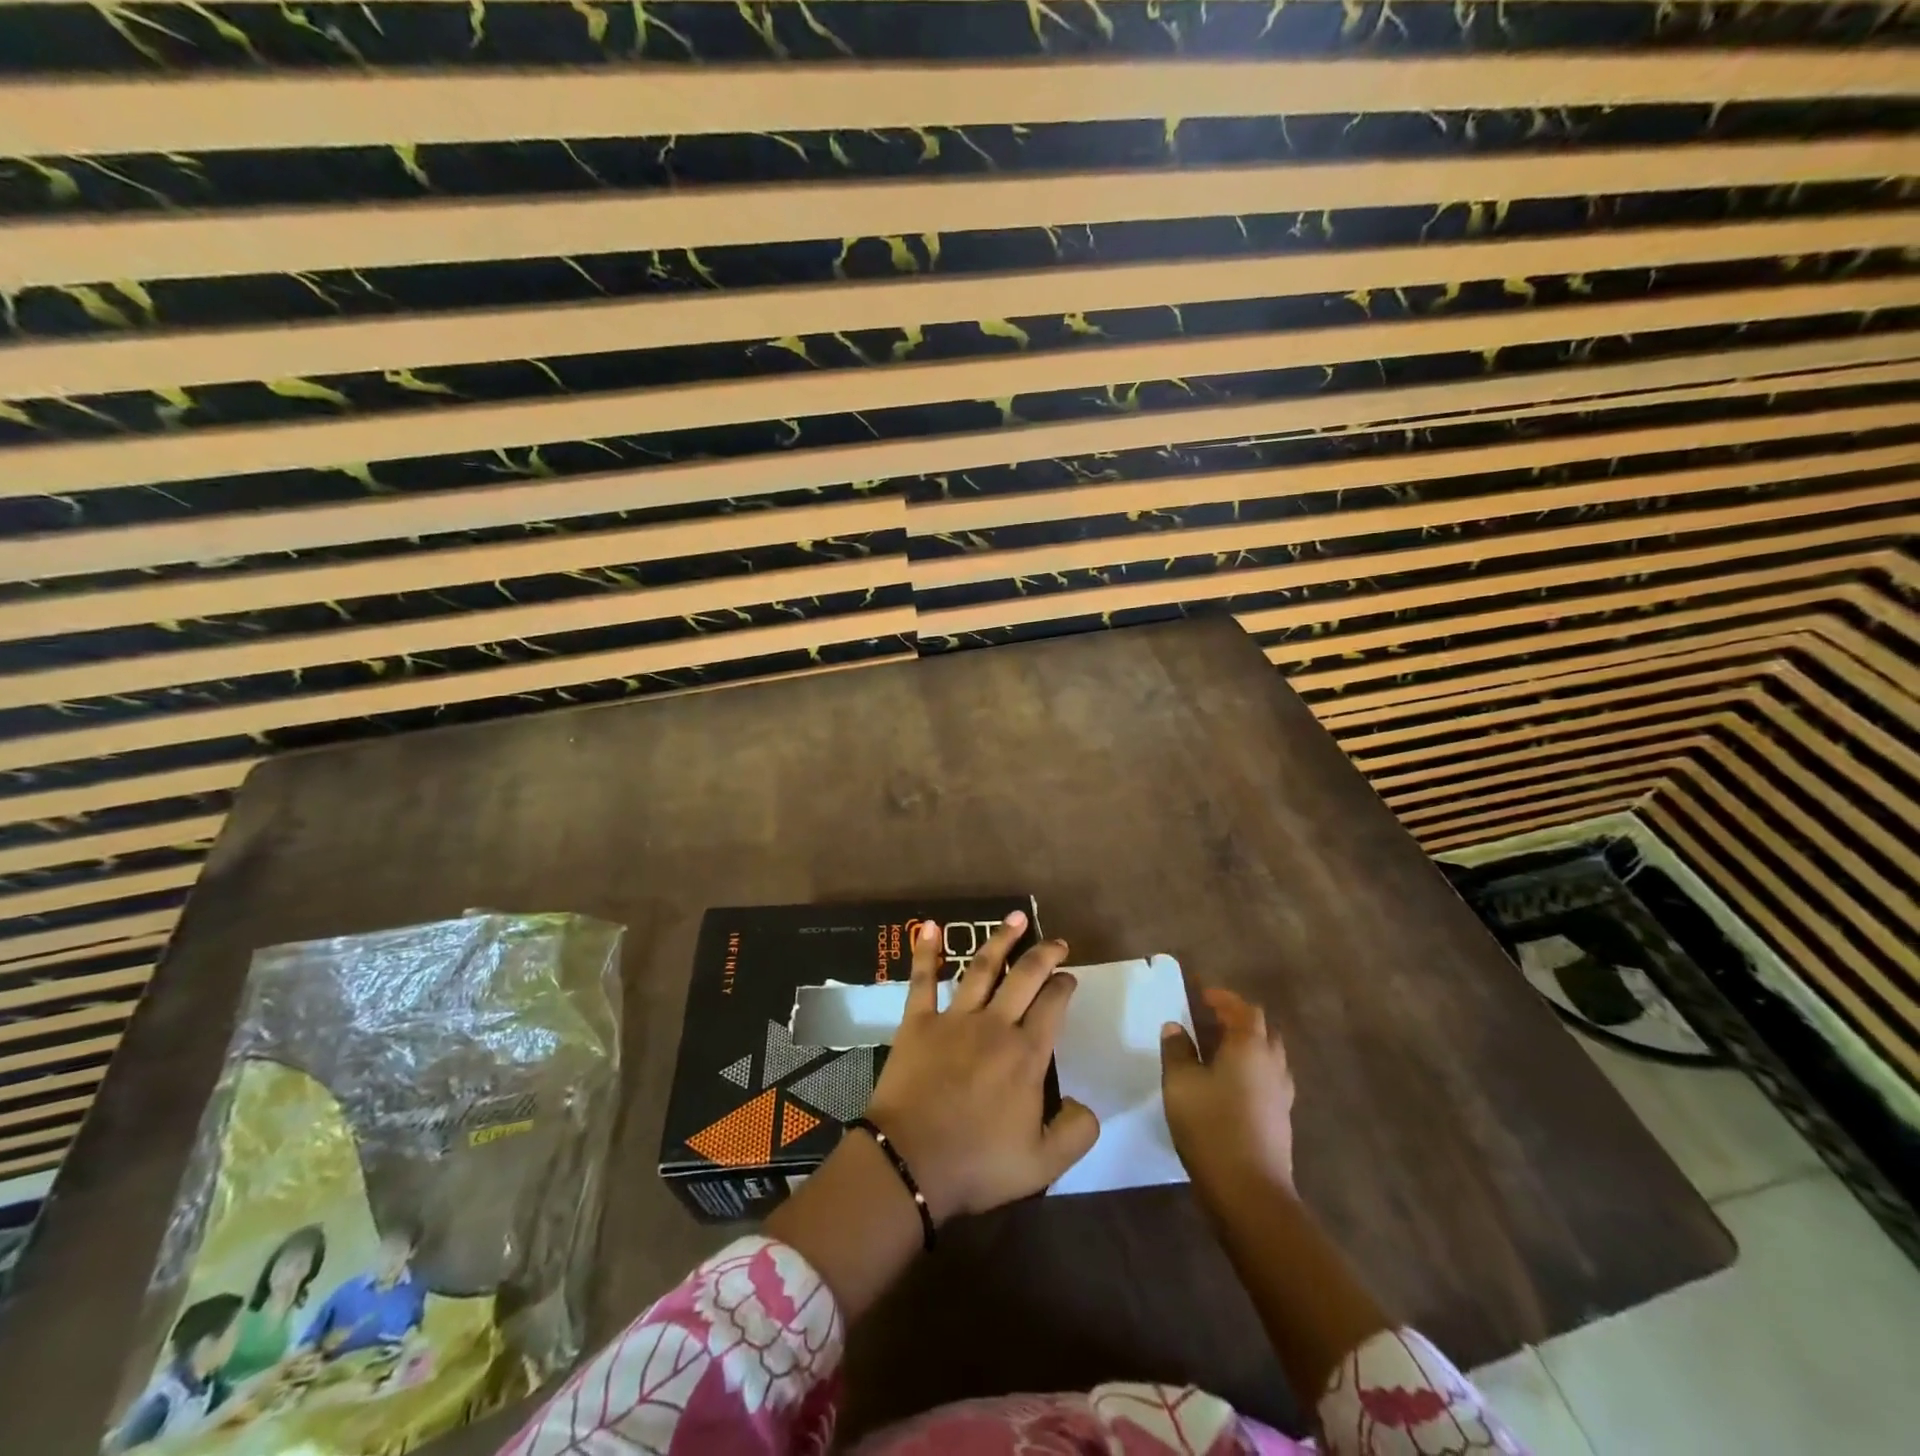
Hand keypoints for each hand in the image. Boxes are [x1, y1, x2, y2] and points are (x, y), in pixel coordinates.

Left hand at [862, 912, 1099, 1222]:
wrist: (910, 1163)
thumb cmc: (977, 1164)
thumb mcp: (1043, 1165)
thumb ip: (1076, 1133)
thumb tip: (1086, 1105)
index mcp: (1026, 1054)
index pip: (1053, 1005)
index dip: (1064, 986)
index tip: (1069, 977)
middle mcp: (994, 1025)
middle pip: (1025, 977)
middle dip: (1045, 954)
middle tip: (1057, 942)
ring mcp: (954, 1019)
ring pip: (982, 967)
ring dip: (1001, 939)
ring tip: (1016, 917)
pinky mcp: (918, 1022)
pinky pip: (922, 979)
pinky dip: (926, 951)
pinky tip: (929, 926)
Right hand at [1161, 987, 1296, 1199]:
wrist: (1249, 1191)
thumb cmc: (1211, 1126)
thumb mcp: (1180, 1083)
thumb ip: (1177, 1050)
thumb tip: (1176, 1028)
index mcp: (1249, 1046)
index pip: (1243, 1009)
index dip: (1223, 998)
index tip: (1202, 995)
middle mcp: (1272, 1063)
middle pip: (1262, 1029)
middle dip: (1239, 1018)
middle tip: (1211, 1019)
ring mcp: (1281, 1093)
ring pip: (1270, 1055)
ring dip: (1248, 1044)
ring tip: (1220, 1049)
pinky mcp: (1281, 1118)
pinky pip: (1270, 1079)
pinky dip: (1253, 1069)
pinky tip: (1232, 1084)